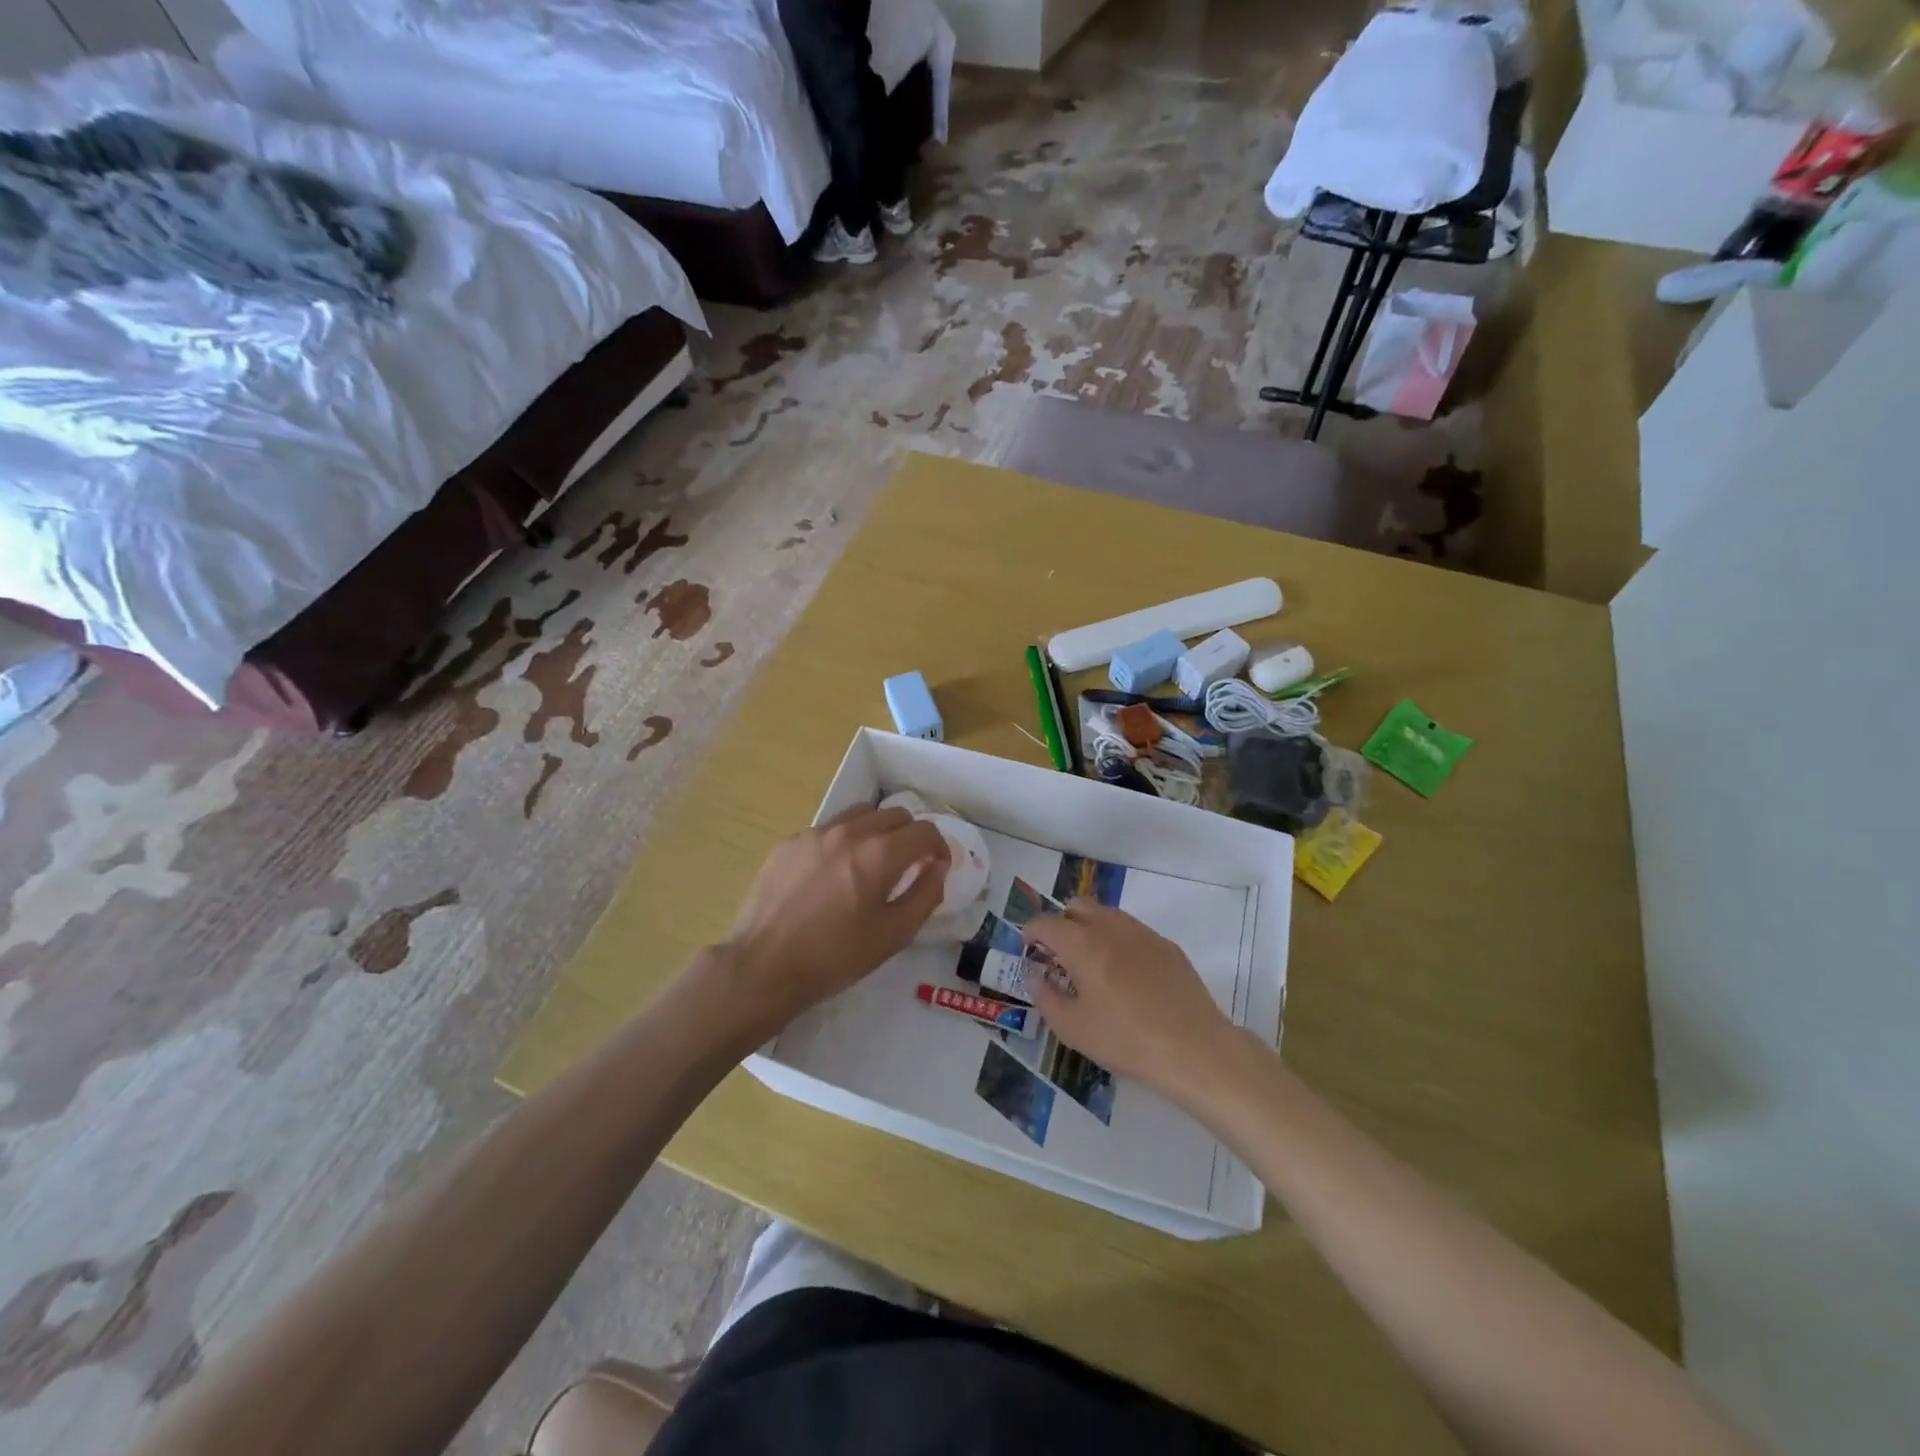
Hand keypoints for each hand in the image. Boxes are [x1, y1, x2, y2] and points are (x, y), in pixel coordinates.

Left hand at [713, 804, 948, 1033]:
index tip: (935, 867)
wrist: (764, 967)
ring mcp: (815, 834)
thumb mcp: (894, 935)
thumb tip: (938, 866)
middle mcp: (849, 832)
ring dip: (877, 832)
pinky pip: (829, 830)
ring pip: (861, 815)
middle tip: (907, 867)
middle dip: (910, 836)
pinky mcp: (790, 843)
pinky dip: (843, 842)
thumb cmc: (835, 956)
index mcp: (879, 854)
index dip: (938, 847)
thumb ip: (925, 894)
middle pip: (895, 814)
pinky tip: (832, 876)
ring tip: (870, 865)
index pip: (924, 830)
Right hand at [1026, 900, 1233, 1096]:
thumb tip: (1035, 976)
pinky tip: (1126, 976)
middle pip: (1078, 906)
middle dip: (1062, 922)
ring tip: (1092, 964)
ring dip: (1091, 928)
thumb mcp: (1073, 1029)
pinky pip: (1133, 931)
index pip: (1047, 922)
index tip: (1028, 948)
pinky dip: (1118, 942)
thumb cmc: (1126, 1040)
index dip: (1031, 931)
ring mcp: (1143, 933)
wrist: (1194, 1048)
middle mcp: (1111, 928)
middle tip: (1059, 954)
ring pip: (1107, 914)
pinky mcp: (1167, 946)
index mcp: (1083, 944)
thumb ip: (1046, 997)